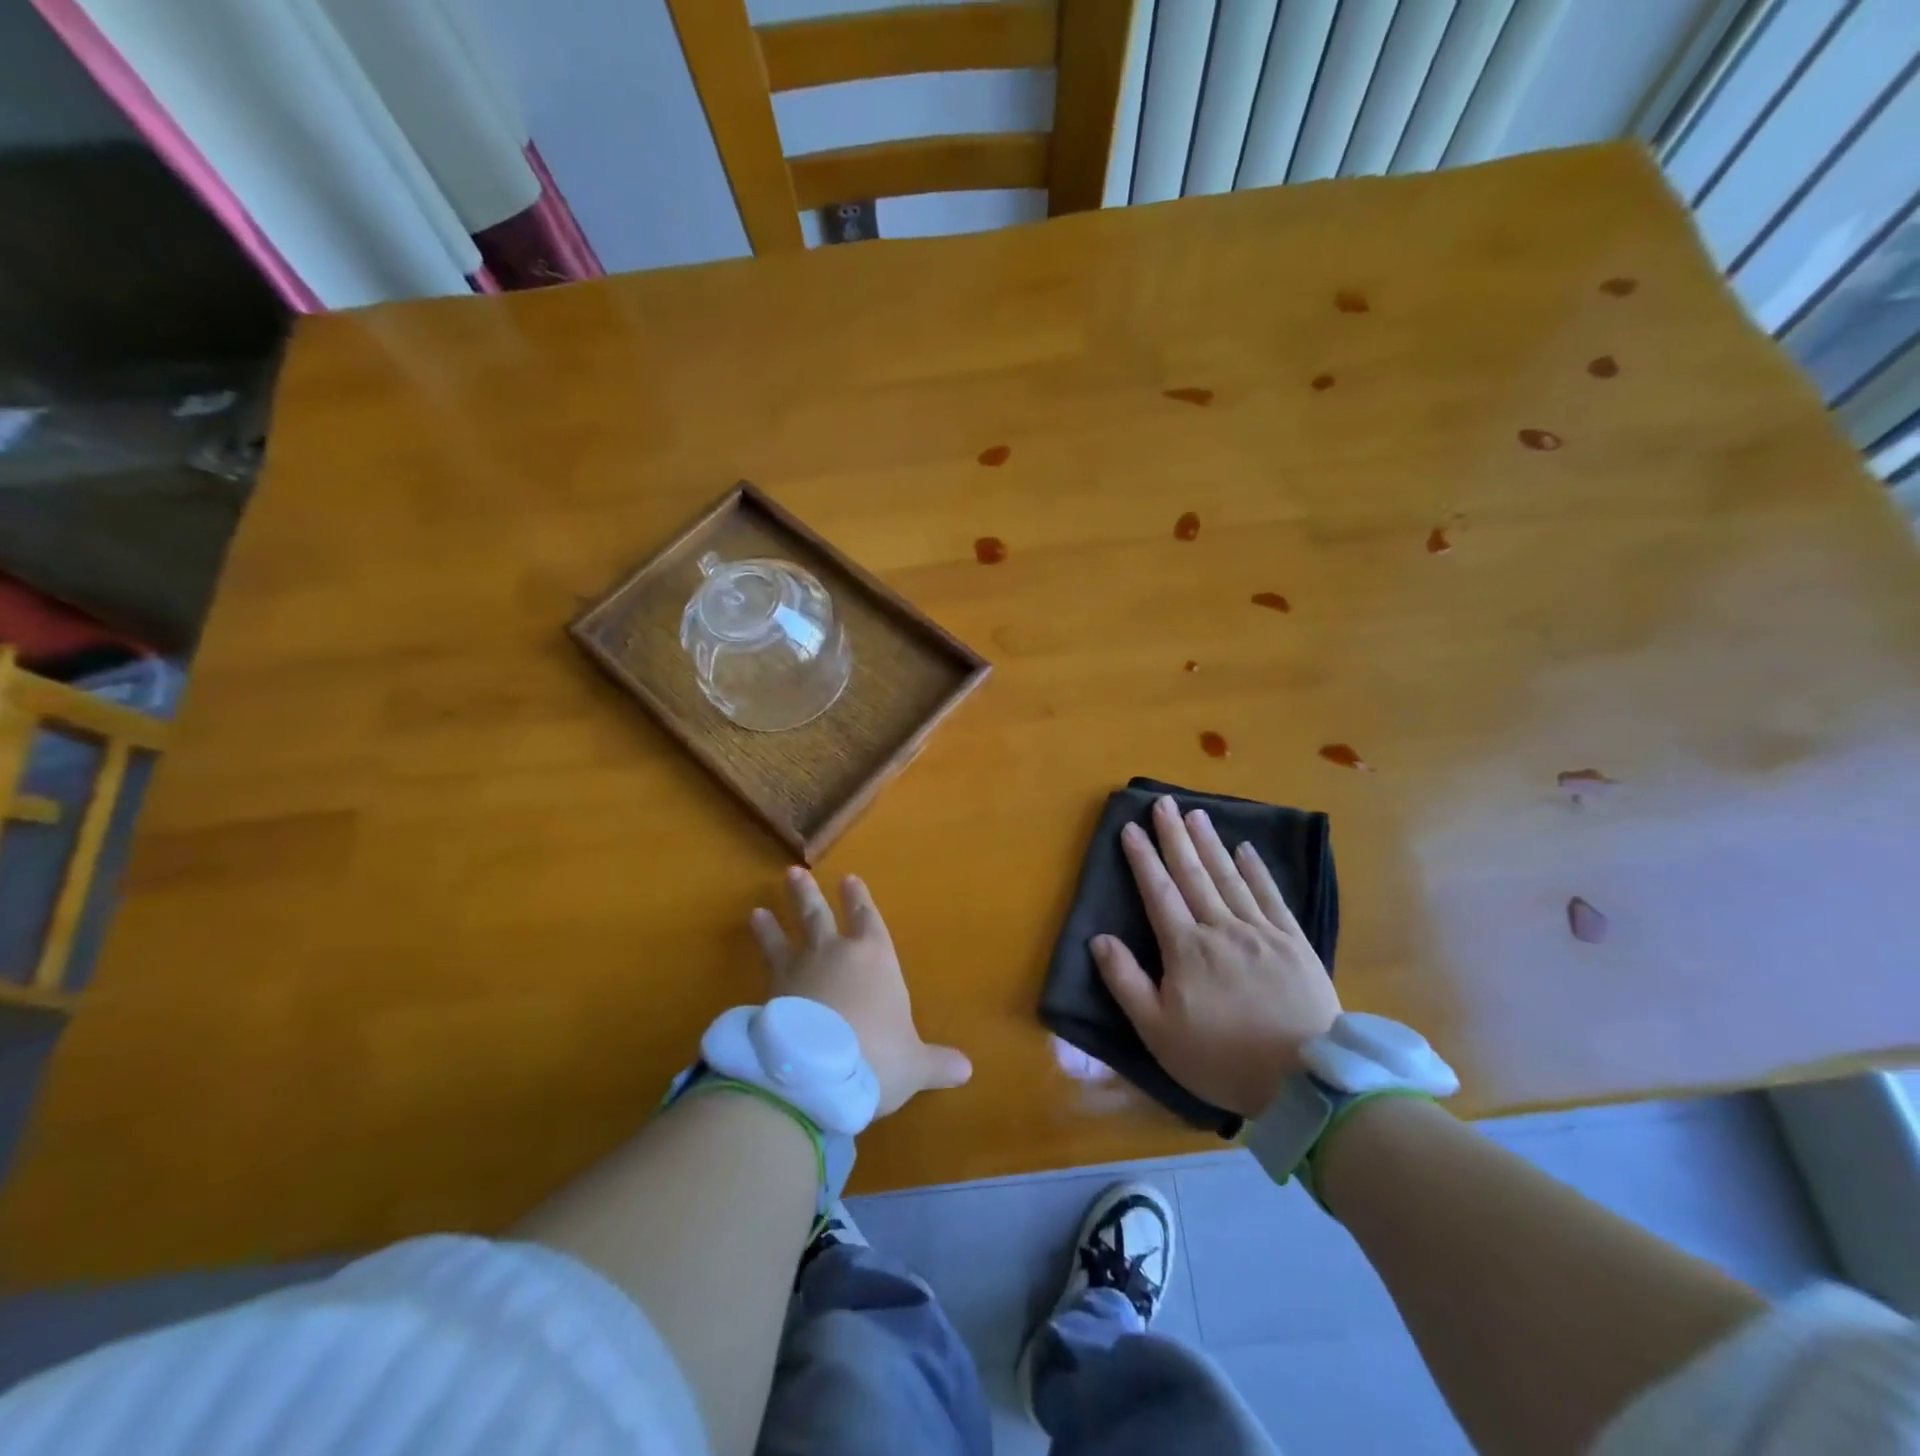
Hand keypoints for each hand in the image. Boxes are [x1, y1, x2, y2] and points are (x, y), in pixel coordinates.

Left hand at [751, 868, 971, 1117]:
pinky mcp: (771, 990)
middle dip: (808, 895)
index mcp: (876, 958)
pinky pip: (764, 963)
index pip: (868, 919)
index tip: (848, 879)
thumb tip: (967, 1070)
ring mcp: (799, 969)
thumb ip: (937, 1063)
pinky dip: (759, 949)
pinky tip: (752, 949)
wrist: (817, 1073)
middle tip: (794, 873)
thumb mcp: (914, 1066)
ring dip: (775, 920)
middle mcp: (836, 953)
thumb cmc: (877, 1057)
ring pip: (786, 935)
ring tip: (759, 908)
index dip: (859, 899)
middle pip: (820, 915)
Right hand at [1092, 795, 1341, 1117]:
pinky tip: (1247, 849)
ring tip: (1196, 815)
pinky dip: (1257, 870)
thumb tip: (1099, 939)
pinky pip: (1271, 896)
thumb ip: (1126, 982)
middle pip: (1192, 874)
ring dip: (1210, 844)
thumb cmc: (1221, 1059)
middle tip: (1163, 803)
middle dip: (1174, 837)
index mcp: (1186, 949)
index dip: (1142, 858)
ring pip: (1229, 877)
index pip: (1158, 892)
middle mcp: (1221, 929)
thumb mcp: (1157, 1032)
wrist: (1304, 1080)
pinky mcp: (1294, 943)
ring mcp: (1261, 932)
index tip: (1131, 827)